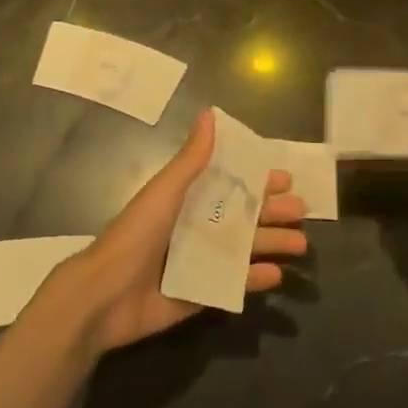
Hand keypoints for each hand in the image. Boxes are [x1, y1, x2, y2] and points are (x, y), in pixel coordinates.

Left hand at [56, 110, 307, 353]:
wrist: (105, 294)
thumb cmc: (137, 234)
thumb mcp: (167, 190)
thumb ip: (192, 158)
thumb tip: (210, 113)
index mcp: (188, 199)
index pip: (230, 184)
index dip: (257, 180)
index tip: (286, 178)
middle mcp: (196, 226)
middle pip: (243, 216)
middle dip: (272, 212)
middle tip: (302, 211)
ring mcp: (199, 261)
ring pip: (244, 249)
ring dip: (271, 244)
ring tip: (301, 244)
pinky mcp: (199, 294)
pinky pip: (232, 284)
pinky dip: (254, 279)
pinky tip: (276, 275)